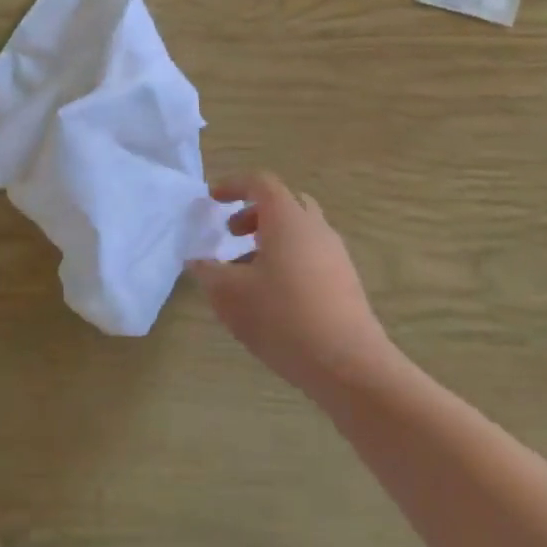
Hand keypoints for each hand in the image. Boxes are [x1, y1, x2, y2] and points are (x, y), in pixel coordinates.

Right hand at [188, 173, 396, 402]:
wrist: (348, 364)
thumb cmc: (282, 318)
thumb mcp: (230, 295)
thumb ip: (209, 272)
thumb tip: (198, 261)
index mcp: (287, 219)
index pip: (261, 183)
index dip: (234, 185)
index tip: (213, 200)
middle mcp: (315, 227)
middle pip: (285, 203)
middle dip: (254, 213)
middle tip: (232, 235)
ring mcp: (335, 254)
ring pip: (300, 231)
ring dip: (271, 240)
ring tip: (247, 273)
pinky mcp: (345, 281)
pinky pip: (312, 255)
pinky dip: (288, 260)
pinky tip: (273, 296)